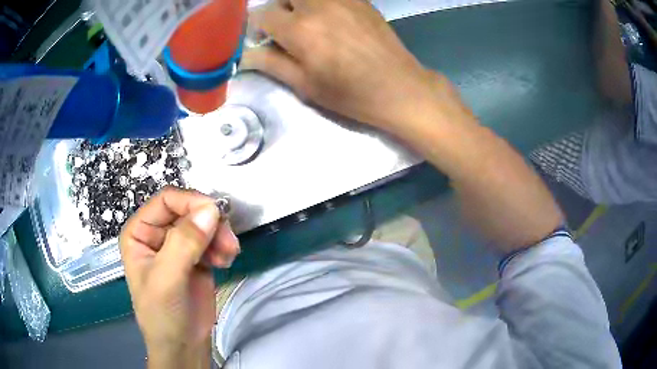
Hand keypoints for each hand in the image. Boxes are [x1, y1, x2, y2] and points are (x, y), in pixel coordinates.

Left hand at [119, 187, 239, 364]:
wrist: (182, 347)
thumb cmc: (162, 316)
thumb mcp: (167, 280)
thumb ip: (184, 244)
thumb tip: (210, 209)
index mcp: (140, 232)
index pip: (166, 201)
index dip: (191, 203)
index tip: (217, 215)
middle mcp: (157, 234)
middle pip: (188, 211)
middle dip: (210, 224)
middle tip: (228, 242)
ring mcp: (177, 246)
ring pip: (203, 224)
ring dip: (219, 236)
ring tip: (228, 255)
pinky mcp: (195, 258)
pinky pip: (212, 240)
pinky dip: (222, 247)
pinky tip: (224, 262)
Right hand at [242, 0, 456, 130]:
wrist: (399, 87)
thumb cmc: (350, 93)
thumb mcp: (305, 85)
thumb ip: (272, 64)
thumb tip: (245, 54)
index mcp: (299, 29)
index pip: (261, 15)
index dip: (256, 27)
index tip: (262, 38)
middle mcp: (317, 5)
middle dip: (278, 10)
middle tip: (285, 29)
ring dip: (299, 4)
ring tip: (307, 22)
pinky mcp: (360, 0)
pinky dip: (321, 3)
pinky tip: (330, 18)